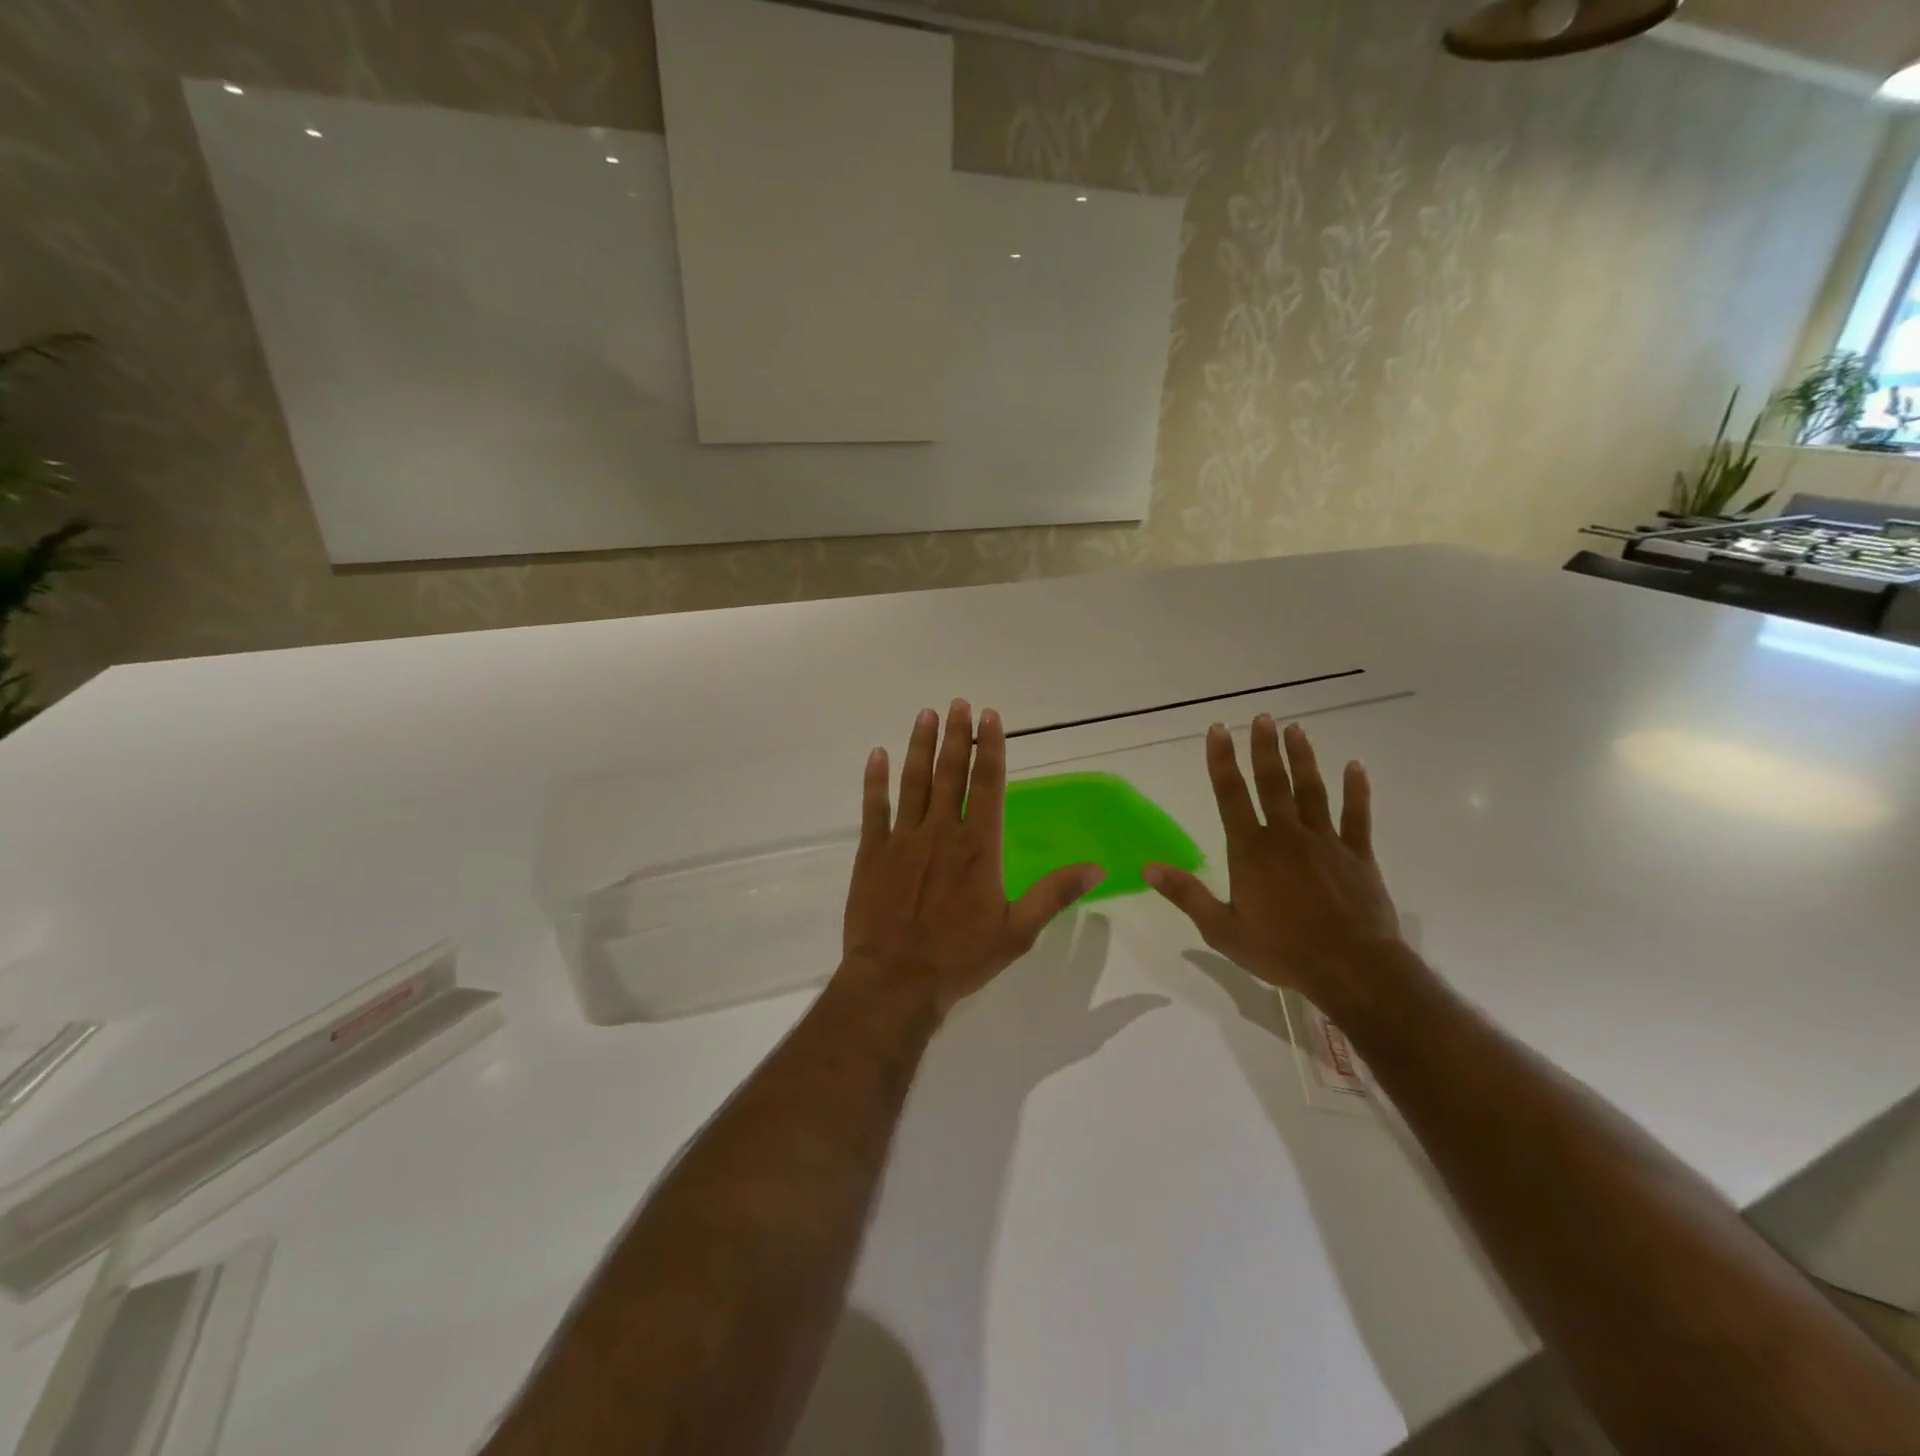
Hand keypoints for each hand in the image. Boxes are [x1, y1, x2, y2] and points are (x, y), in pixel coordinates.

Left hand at [839, 700, 1104, 1015]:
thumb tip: (1097, 867)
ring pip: (913, 781)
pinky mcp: (872, 852)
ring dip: (920, 746)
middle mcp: (941, 832)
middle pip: (950, 772)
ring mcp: (903, 839)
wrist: (896, 981)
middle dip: (955, 735)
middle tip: (957, 702)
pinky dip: (875, 780)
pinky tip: (877, 755)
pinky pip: (874, 808)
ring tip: (925, 714)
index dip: (989, 748)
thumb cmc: (961, 957)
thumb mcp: (1018, 931)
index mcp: (979, 847)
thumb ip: (1055, 894)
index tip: (989, 717)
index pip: (987, 784)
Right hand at [1145, 717, 1400, 1011]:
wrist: (1352, 969)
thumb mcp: (1223, 929)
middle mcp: (1286, 835)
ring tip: (1296, 730)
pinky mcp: (1357, 854)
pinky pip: (1357, 815)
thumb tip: (1148, 867)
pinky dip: (1356, 790)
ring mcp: (1325, 841)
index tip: (1218, 730)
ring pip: (1311, 790)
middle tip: (1262, 717)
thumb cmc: (1282, 950)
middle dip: (1264, 748)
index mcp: (1251, 850)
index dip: (1222, 761)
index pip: (1231, 795)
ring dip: (1302, 758)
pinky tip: (1355, 767)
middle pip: (1273, 783)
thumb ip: (1187, 894)